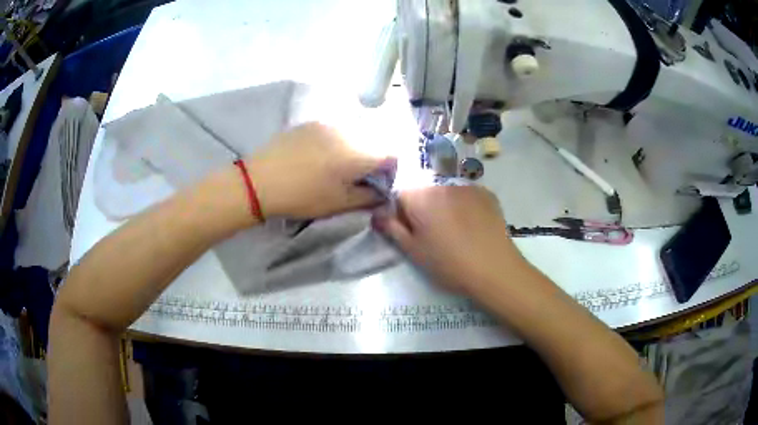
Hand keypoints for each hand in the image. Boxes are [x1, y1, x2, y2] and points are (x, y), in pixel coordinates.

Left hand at [247, 122, 394, 218]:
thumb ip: (368, 197)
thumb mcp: (339, 203)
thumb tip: (383, 193)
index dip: (390, 170)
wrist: (260, 180)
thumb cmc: (303, 196)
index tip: (378, 183)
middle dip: (372, 159)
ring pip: (354, 135)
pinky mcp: (311, 123)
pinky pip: (335, 130)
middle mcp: (348, 132)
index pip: (391, 155)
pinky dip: (336, 142)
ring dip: (354, 149)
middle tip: (356, 177)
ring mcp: (328, 124)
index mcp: (359, 153)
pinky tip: (319, 156)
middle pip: (373, 143)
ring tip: (336, 166)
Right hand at [372, 185, 524, 294]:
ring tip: (455, 228)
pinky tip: (472, 225)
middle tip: (432, 231)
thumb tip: (377, 214)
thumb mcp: (413, 250)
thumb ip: (392, 228)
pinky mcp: (486, 192)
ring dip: (444, 202)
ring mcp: (467, 185)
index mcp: (420, 195)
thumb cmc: (448, 262)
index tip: (408, 227)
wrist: (494, 268)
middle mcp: (442, 182)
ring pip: (446, 189)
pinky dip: (464, 203)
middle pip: (423, 187)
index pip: (399, 191)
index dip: (400, 209)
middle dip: (423, 204)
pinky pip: (467, 193)